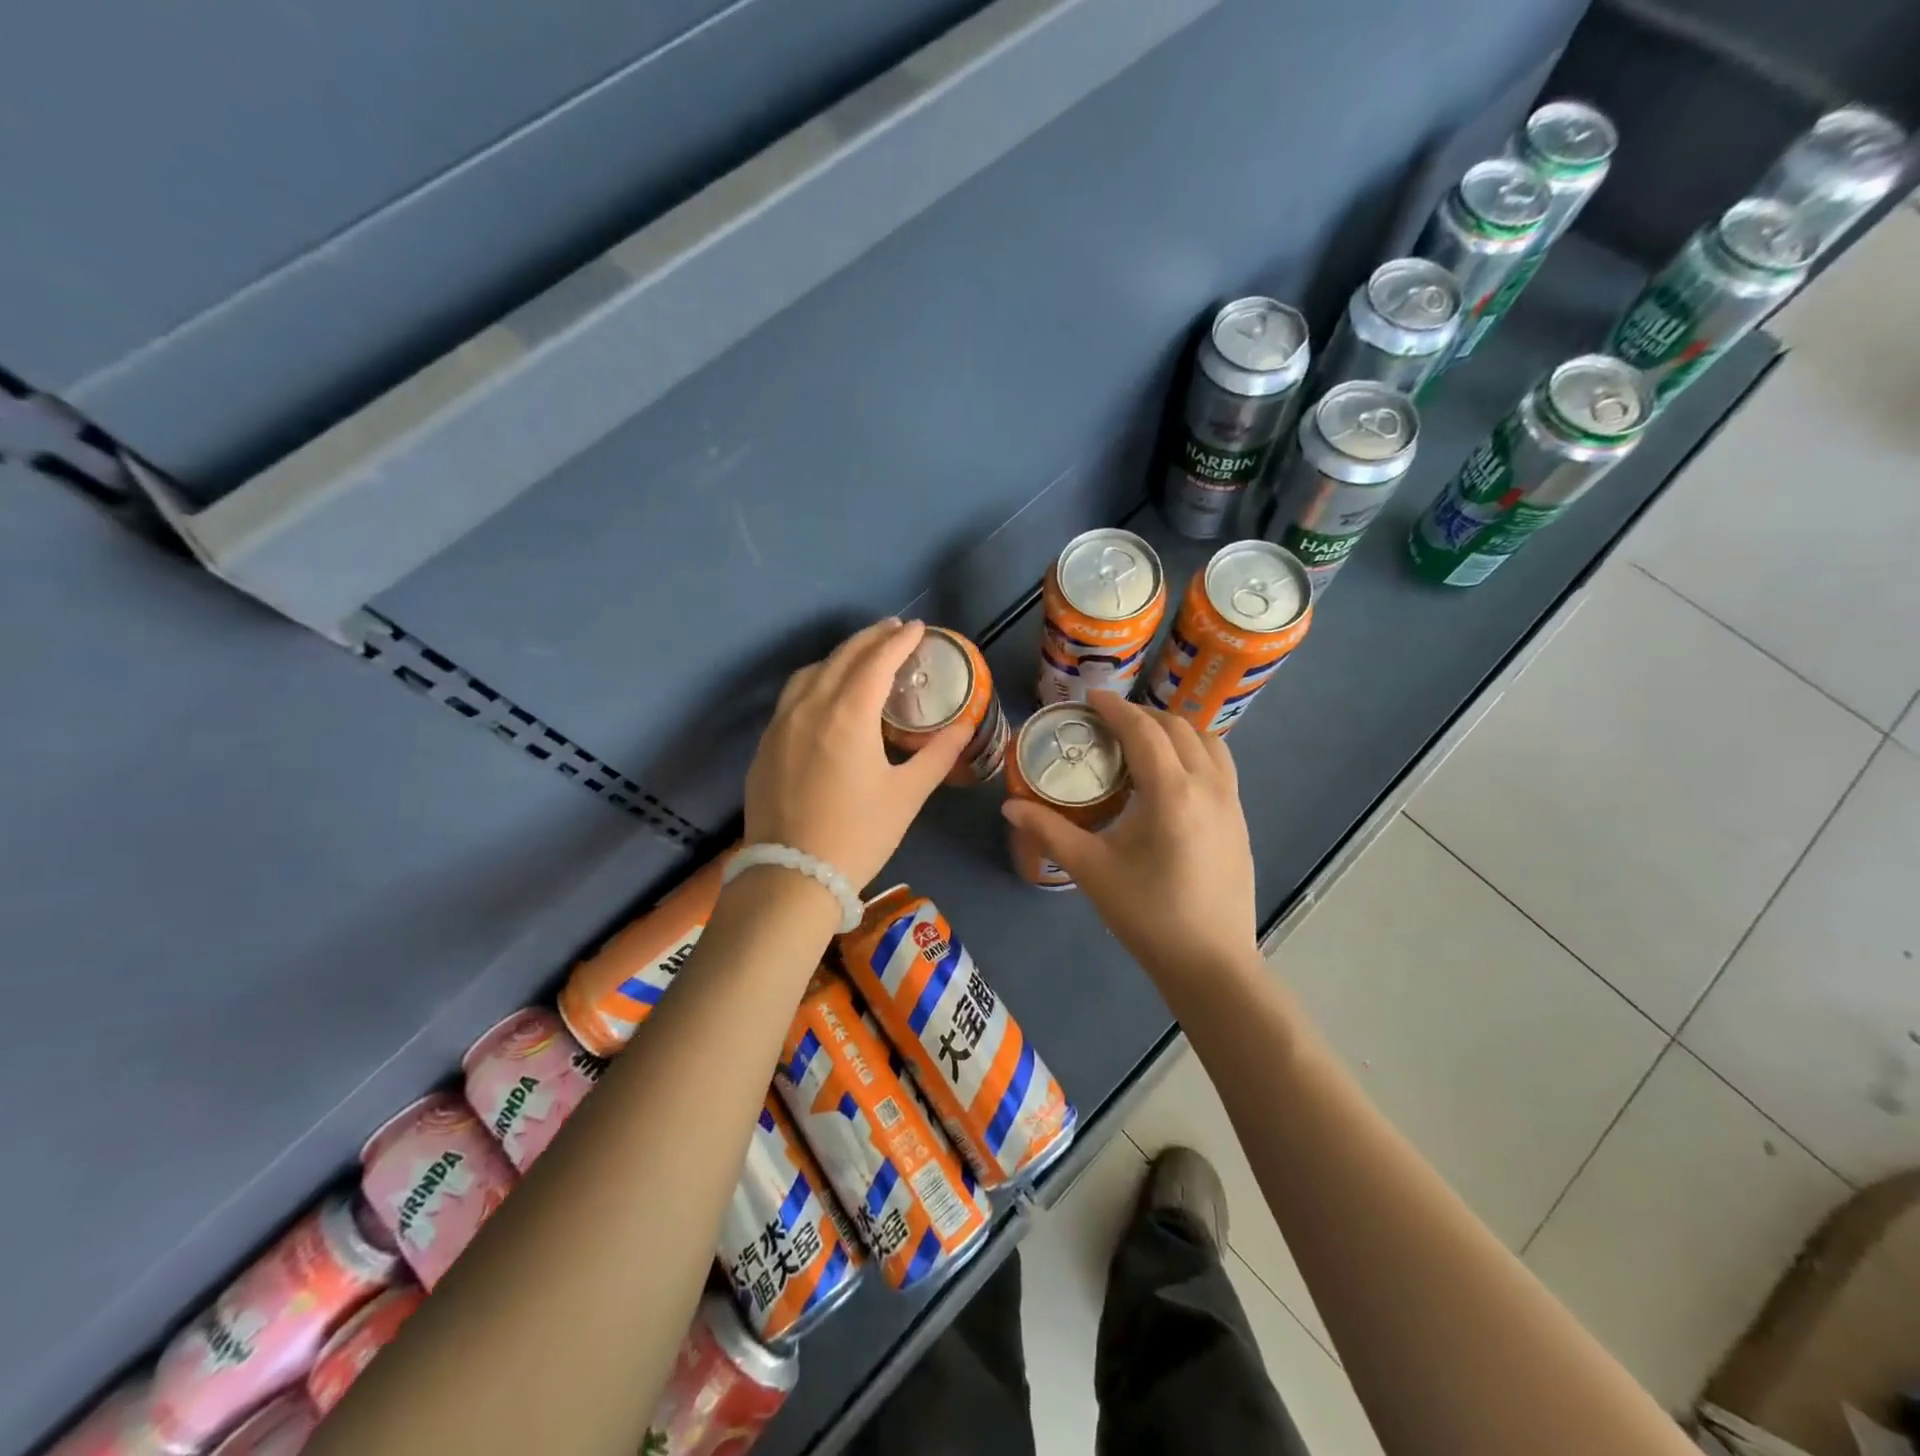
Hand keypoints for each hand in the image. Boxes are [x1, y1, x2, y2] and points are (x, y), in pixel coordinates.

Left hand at [743, 620, 969, 889]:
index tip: (919, 628)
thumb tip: (964, 727)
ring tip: (862, 657)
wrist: (792, 876)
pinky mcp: (765, 745)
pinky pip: (792, 697)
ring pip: (811, 672)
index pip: (877, 661)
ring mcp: (781, 724)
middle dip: (871, 639)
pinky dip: (816, 681)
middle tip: (895, 630)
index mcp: (848, 714)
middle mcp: (810, 707)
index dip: (900, 640)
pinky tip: (826, 695)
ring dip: (840, 656)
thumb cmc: (859, 834)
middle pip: (842, 657)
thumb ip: (937, 755)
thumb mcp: (907, 795)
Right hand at [1001, 694, 1258, 991]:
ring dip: (1174, 730)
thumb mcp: (1092, 869)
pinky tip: (1171, 777)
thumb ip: (1050, 830)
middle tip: (1108, 723)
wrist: (1210, 963)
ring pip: (1207, 741)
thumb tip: (1010, 805)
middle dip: (1142, 715)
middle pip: (1177, 727)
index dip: (1115, 708)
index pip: (1143, 731)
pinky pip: (1219, 765)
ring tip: (1142, 742)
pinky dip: (1194, 751)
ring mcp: (1231, 802)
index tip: (1091, 698)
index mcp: (1171, 792)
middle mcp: (1208, 785)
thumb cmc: (1147, 915)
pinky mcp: (1240, 820)